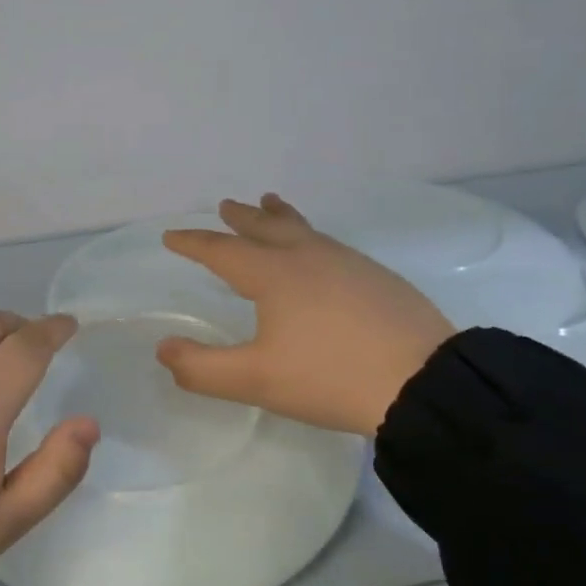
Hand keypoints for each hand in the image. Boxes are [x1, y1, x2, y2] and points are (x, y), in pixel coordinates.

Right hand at [158, 195, 455, 436]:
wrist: (421, 381)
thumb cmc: (329, 377)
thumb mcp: (255, 380)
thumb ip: (202, 368)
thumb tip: (164, 349)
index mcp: (274, 275)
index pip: (222, 251)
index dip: (194, 243)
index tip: (171, 236)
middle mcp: (309, 258)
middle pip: (267, 227)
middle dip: (241, 217)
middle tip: (226, 205)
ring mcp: (349, 263)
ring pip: (305, 230)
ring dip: (280, 218)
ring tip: (271, 204)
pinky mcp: (378, 278)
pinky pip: (331, 245)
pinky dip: (311, 237)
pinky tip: (321, 254)